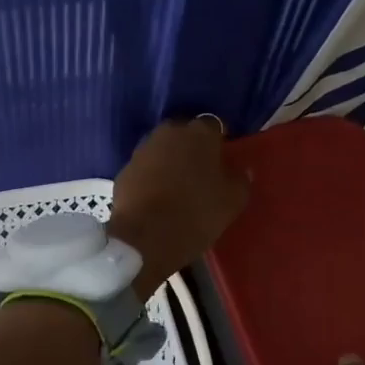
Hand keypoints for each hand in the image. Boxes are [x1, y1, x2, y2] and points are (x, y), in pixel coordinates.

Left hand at [108, 117, 249, 293]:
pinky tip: (156, 198)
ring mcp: (142, 150)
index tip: (222, 161)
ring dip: (169, 162)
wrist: (145, 239)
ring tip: (177, 187)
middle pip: (184, 134)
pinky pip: (144, 169)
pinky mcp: (124, 170)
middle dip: (191, 148)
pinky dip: (151, 178)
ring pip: (162, 150)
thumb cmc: (196, 214)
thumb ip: (240, 180)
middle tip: (200, 173)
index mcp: (200, 134)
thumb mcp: (233, 201)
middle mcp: (169, 133)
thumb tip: (241, 170)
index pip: (214, 126)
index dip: (219, 143)